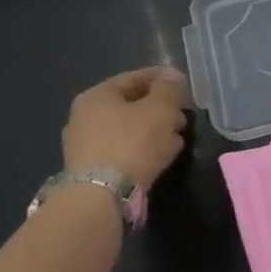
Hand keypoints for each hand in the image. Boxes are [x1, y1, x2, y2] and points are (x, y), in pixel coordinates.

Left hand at [61, 66, 191, 191]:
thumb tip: (172, 75)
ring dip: (156, 130)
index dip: (163, 79)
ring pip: (130, 128)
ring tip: (178, 138)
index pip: (135, 78)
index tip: (186, 87)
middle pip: (132, 104)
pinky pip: (125, 149)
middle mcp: (85, 116)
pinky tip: (161, 156)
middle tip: (184, 115)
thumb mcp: (160, 109)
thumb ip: (169, 89)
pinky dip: (144, 149)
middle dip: (161, 108)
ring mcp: (85, 144)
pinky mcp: (93, 168)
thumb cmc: (132, 143)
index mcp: (97, 96)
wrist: (103, 195)